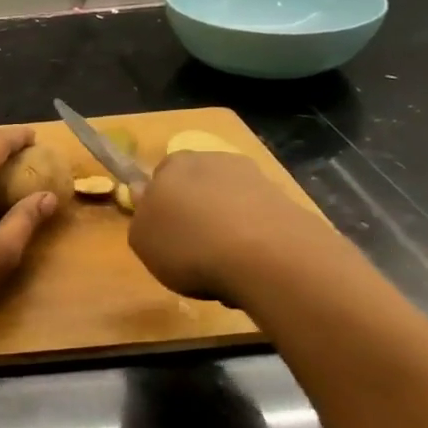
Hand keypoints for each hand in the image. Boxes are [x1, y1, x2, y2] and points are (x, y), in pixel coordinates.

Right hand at [129, 148, 317, 305]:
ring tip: (224, 266)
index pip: (160, 176)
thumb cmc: (188, 245)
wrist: (266, 257)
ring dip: (225, 226)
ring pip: (229, 203)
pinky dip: (252, 239)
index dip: (160, 204)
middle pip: (197, 186)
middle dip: (195, 211)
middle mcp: (214, 160)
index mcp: (173, 164)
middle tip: (191, 250)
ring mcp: (254, 178)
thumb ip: (140, 217)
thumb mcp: (142, 240)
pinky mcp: (286, 201)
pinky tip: (251, 267)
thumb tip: (144, 195)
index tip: (162, 232)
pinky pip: (257, 220)